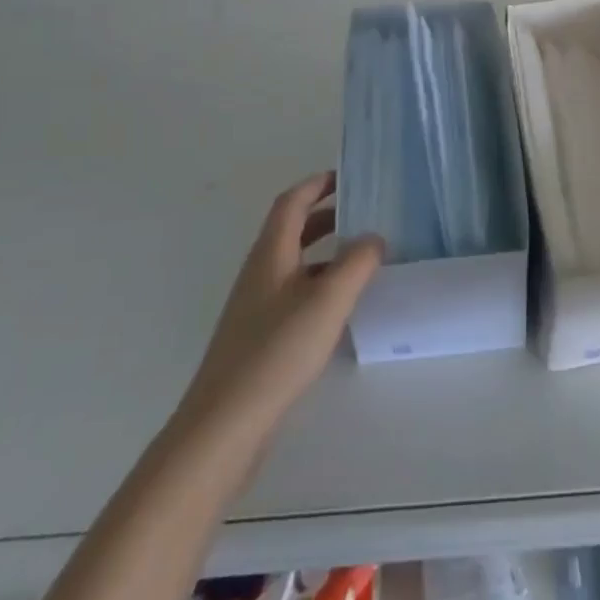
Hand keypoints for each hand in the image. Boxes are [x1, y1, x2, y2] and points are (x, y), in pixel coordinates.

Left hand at [178, 173, 383, 445]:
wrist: (225, 424)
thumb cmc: (277, 351)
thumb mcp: (328, 301)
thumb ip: (356, 263)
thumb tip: (374, 237)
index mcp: (270, 254)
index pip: (291, 203)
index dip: (316, 184)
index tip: (346, 175)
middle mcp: (260, 272)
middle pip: (292, 230)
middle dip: (325, 215)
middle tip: (362, 212)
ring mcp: (256, 306)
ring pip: (295, 263)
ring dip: (325, 251)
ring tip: (361, 257)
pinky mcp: (259, 336)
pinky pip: (294, 293)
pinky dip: (319, 283)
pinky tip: (340, 306)